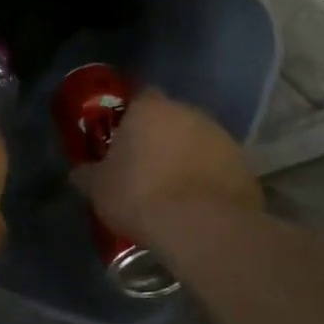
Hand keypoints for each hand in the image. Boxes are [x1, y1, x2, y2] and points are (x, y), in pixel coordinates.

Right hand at [70, 89, 262, 239]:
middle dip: (161, 137)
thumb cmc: (141, 196)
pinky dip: (209, 178)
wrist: (203, 226)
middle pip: (171, 118)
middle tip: (147, 167)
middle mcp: (188, 111)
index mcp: (150, 108)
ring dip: (188, 157)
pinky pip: (219, 166)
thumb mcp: (99, 189)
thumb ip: (87, 174)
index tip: (123, 140)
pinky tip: (199, 204)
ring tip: (175, 190)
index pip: (139, 97)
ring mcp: (221, 136)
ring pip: (198, 141)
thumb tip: (78, 172)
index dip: (130, 117)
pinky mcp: (244, 164)